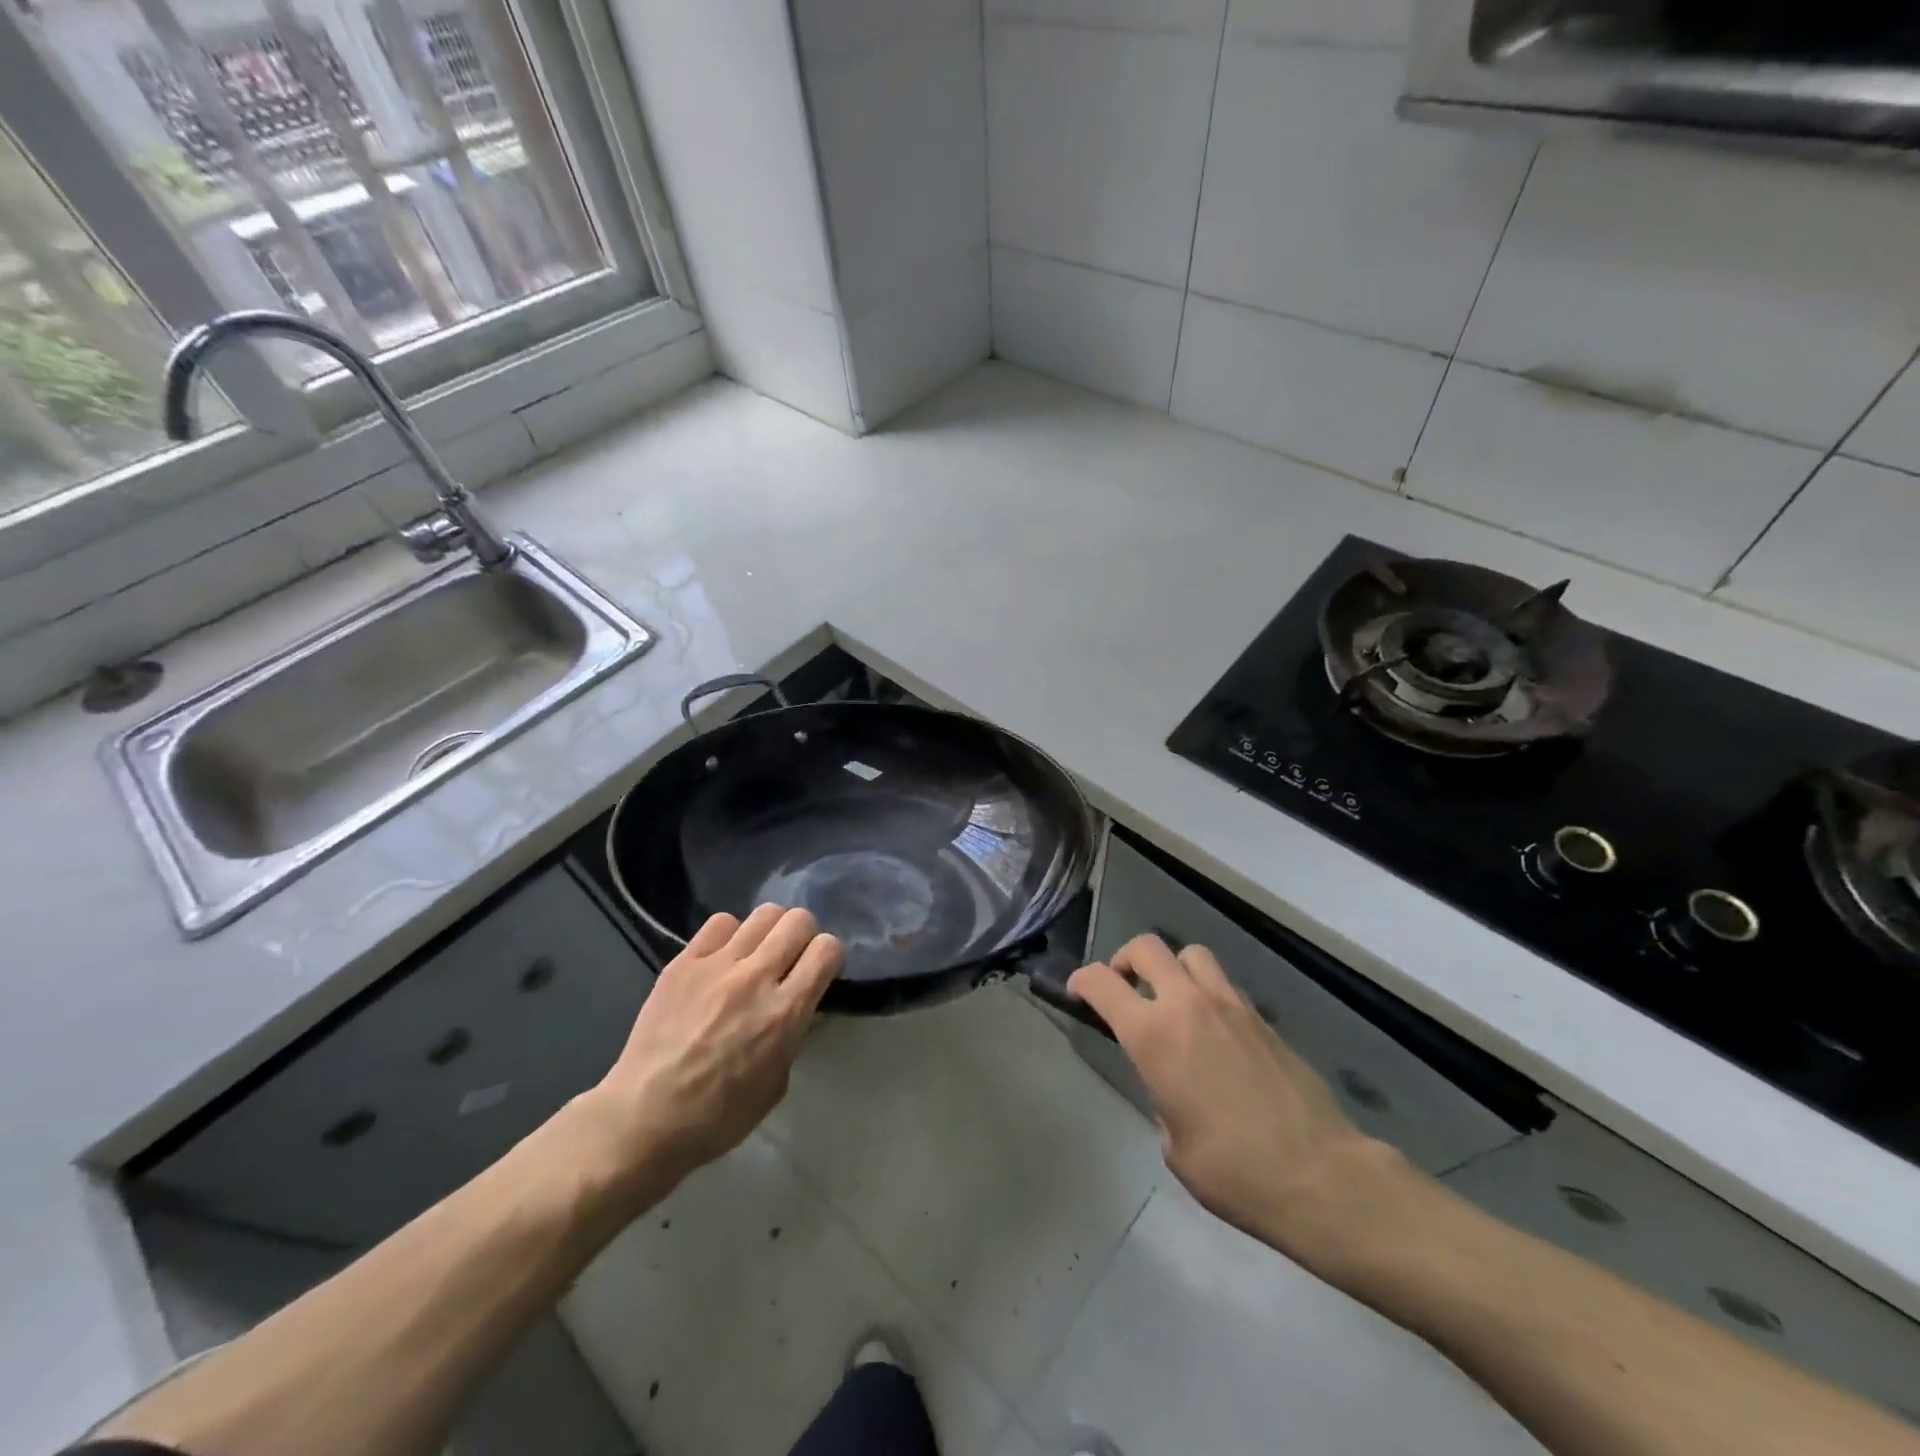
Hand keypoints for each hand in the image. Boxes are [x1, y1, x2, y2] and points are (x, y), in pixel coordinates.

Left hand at [585, 905, 841, 1191]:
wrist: (643, 1118)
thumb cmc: (717, 1116)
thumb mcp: (776, 1084)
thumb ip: (795, 1036)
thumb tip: (805, 1006)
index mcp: (784, 1013)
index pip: (827, 949)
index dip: (830, 956)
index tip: (821, 971)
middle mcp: (756, 978)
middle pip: (798, 920)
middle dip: (804, 936)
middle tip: (791, 959)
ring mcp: (717, 965)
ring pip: (764, 913)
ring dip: (770, 931)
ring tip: (758, 954)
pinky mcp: (684, 962)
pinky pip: (720, 922)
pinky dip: (730, 934)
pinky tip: (722, 958)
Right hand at [1069, 935, 1410, 1269]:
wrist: (1321, 1177)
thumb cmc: (1235, 1172)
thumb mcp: (1174, 1145)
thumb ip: (1161, 1097)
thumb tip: (1171, 1085)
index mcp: (1153, 1035)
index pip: (1102, 982)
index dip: (1082, 981)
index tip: (1078, 994)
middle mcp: (1188, 1005)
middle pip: (1146, 947)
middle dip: (1125, 961)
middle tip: (1125, 991)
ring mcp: (1230, 1005)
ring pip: (1190, 954)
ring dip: (1172, 969)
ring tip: (1172, 1003)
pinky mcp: (1262, 1017)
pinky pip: (1224, 984)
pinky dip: (1207, 993)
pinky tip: (1214, 1033)